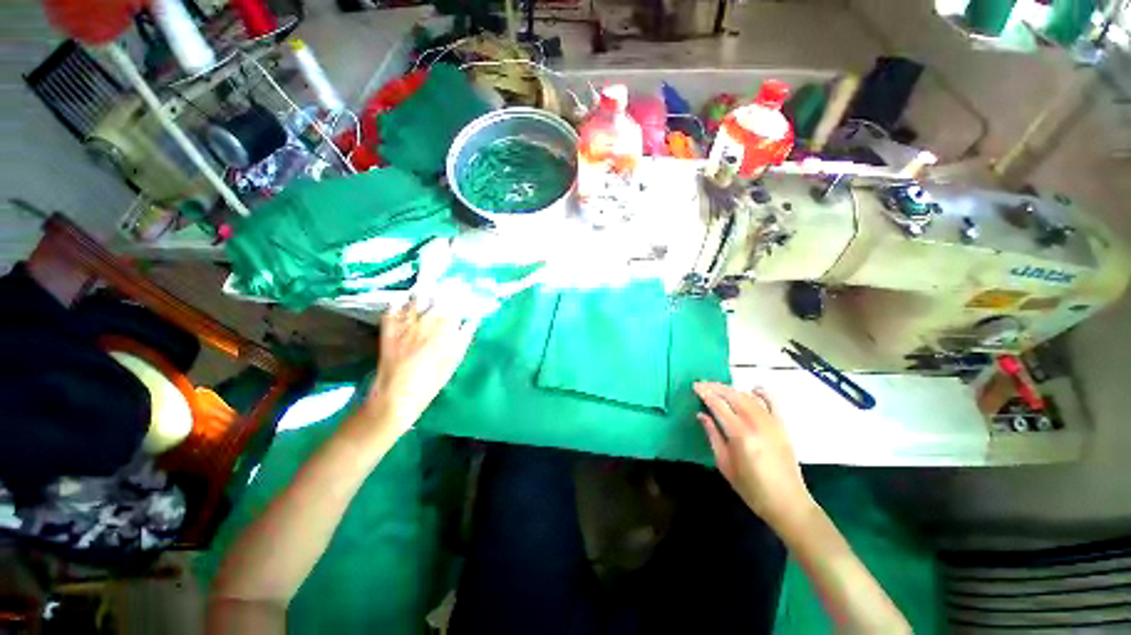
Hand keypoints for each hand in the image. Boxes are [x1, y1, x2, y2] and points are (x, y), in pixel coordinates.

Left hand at [361, 300, 477, 436]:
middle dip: (444, 291)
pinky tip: (402, 300)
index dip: (461, 296)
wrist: (399, 393)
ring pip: (416, 299)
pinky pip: (393, 308)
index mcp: (446, 328)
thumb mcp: (454, 359)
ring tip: (427, 290)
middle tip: (448, 286)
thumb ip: (464, 337)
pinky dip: (398, 303)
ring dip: (423, 294)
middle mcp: (427, 320)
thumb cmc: (432, 379)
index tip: (464, 292)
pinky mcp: (389, 328)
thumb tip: (472, 319)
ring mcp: (406, 323)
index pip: (456, 304)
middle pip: (437, 298)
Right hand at [694, 382, 814, 531]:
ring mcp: (772, 423)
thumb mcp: (724, 465)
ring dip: (732, 390)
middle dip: (716, 387)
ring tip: (719, 389)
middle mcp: (756, 423)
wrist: (788, 503)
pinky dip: (761, 393)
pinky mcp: (782, 426)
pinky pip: (772, 402)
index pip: (719, 405)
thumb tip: (702, 415)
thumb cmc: (751, 488)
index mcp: (739, 434)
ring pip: (749, 396)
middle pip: (733, 396)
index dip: (705, 393)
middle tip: (702, 384)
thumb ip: (713, 436)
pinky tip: (753, 389)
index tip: (694, 386)